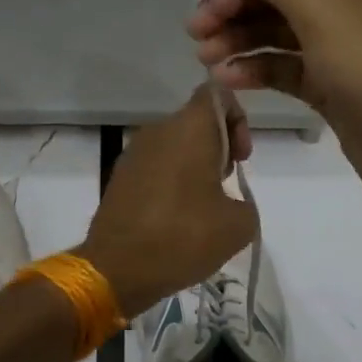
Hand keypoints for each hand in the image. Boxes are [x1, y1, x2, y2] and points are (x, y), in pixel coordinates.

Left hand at [77, 85, 257, 316]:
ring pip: (174, 144)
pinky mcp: (119, 176)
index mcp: (189, 128)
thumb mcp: (238, 225)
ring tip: (201, 208)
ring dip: (193, 166)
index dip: (237, 118)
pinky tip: (175, 218)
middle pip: (196, 121)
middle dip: (218, 147)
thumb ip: (244, 201)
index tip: (239, 157)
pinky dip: (170, 181)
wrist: (117, 268)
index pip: (216, 94)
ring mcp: (133, 152)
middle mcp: (158, 130)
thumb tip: (229, 202)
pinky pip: (154, 165)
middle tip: (224, 187)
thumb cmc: (183, 237)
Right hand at [187, 0, 361, 212]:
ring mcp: (337, 43)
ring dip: (239, 40)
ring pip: (276, 30)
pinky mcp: (330, 82)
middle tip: (196, 33)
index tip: (214, 3)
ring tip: (205, 60)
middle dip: (234, 9)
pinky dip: (257, 69)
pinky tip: (229, 81)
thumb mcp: (320, 11)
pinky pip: (285, 66)